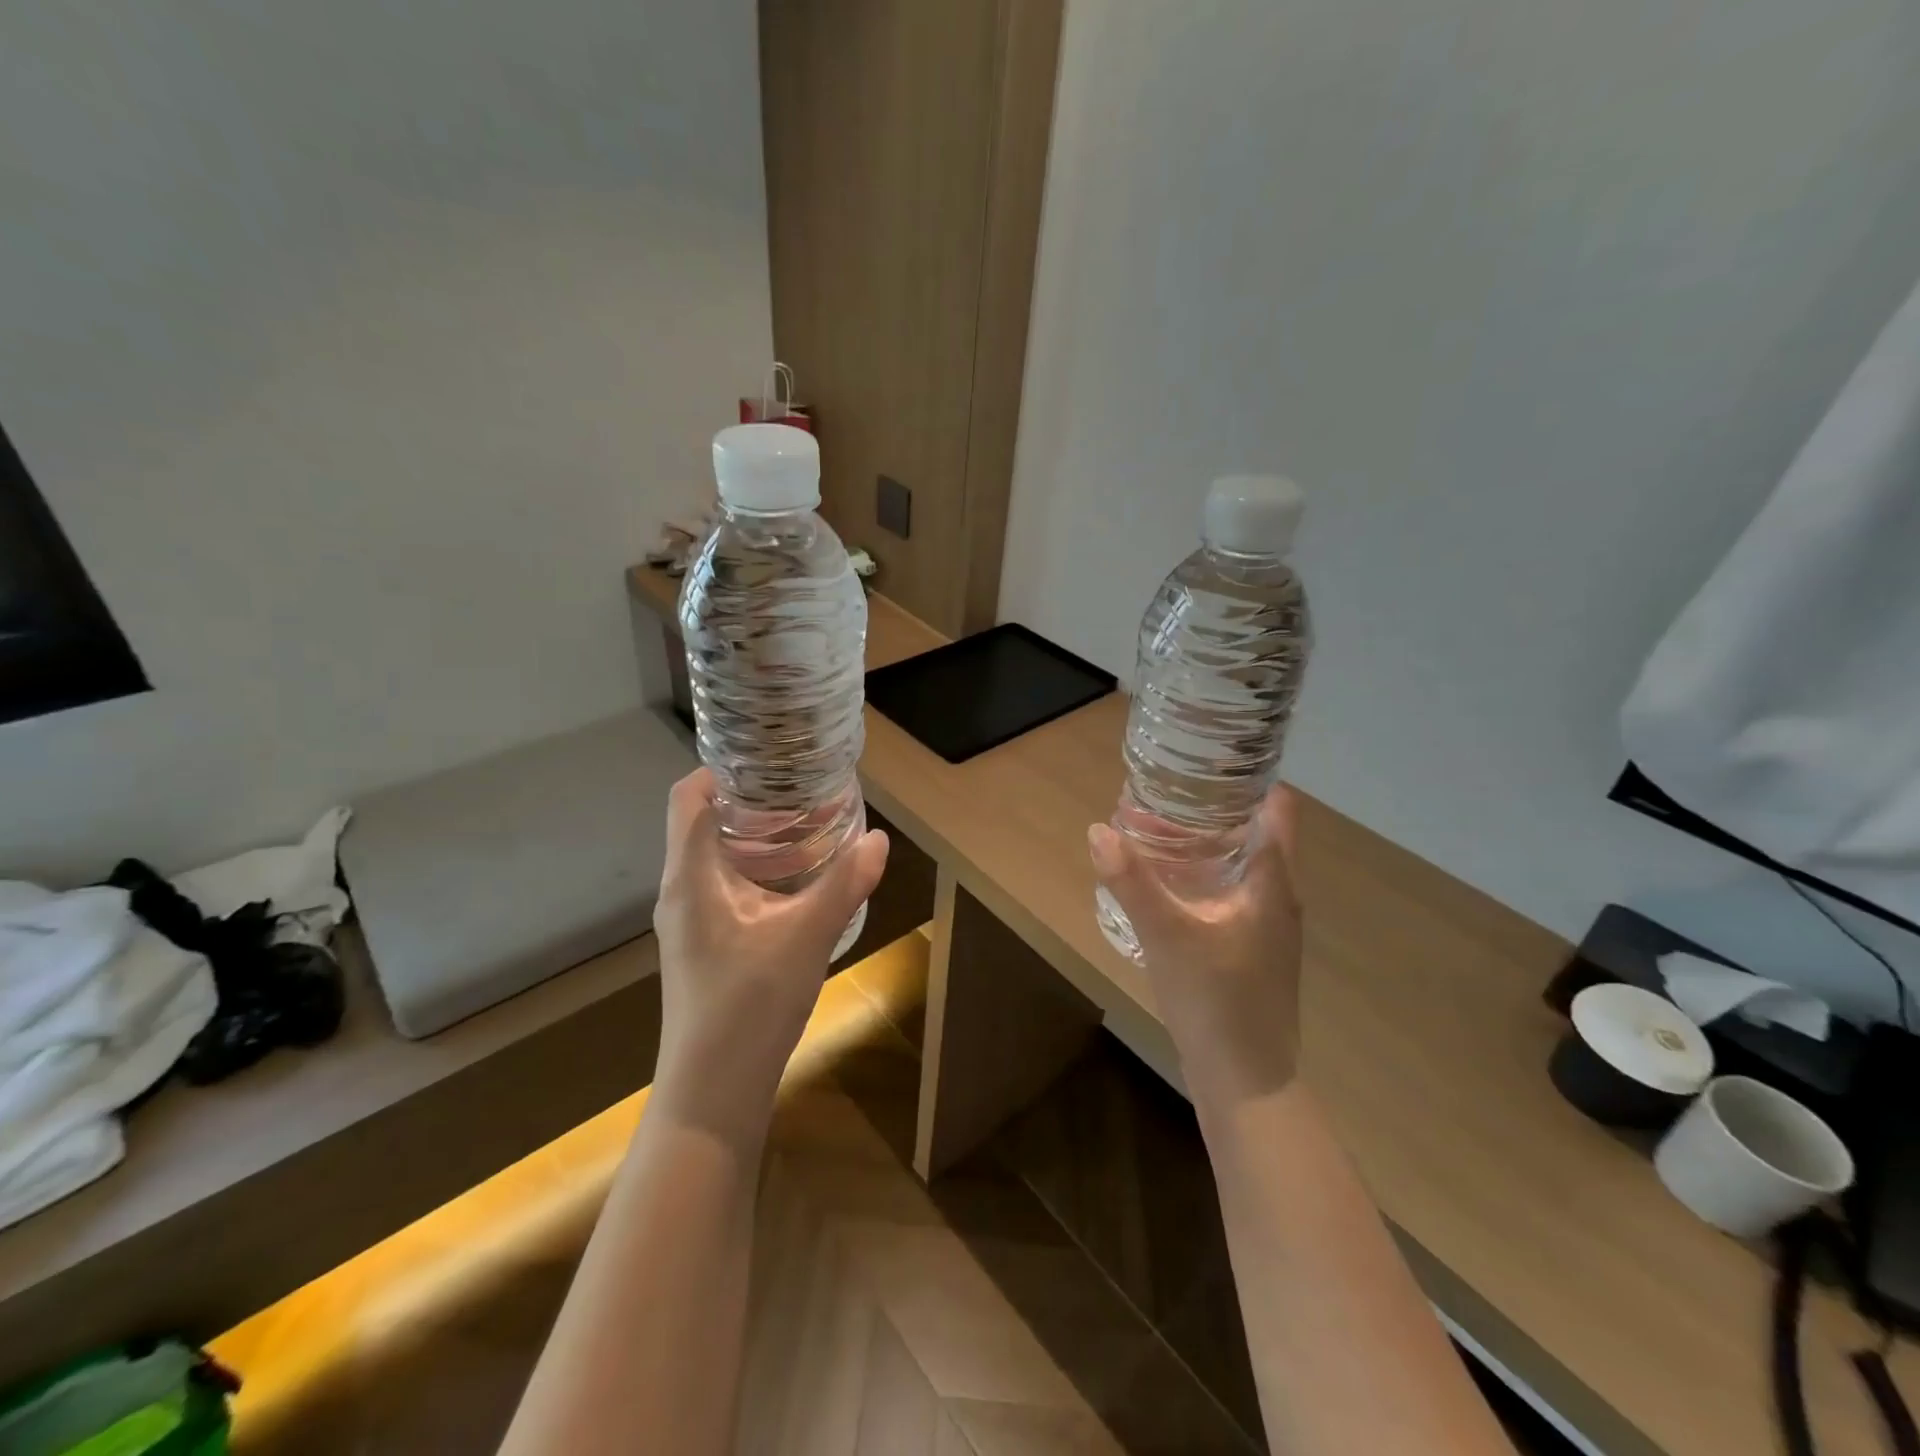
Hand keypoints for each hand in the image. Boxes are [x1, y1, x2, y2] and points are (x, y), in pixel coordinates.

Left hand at [651, 768, 888, 1141]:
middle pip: (701, 821)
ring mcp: (688, 920)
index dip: (719, 769)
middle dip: (746, 798)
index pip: (688, 797)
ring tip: (802, 824)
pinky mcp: (702, 944)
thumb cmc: (750, 1004)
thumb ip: (844, 884)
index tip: (767, 758)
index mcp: (690, 875)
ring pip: (712, 856)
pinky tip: (793, 881)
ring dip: (751, 835)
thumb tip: (880, 839)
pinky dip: (753, 868)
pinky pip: (721, 885)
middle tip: (798, 787)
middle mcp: (680, 890)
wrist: (713, 1090)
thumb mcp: (806, 936)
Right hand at [1088, 785, 1303, 1114]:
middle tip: (1168, 792)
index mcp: (1273, 884)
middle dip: (1215, 810)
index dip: (1251, 779)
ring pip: (1243, 867)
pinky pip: (1233, 894)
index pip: (1278, 811)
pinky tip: (1170, 885)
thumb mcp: (1167, 935)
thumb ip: (1132, 882)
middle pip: (1256, 834)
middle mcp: (1279, 898)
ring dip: (1208, 844)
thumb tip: (1099, 830)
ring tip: (1161, 829)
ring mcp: (1269, 928)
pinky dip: (1205, 875)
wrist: (1247, 1083)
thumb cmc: (1217, 1000)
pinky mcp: (1253, 950)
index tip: (1210, 761)